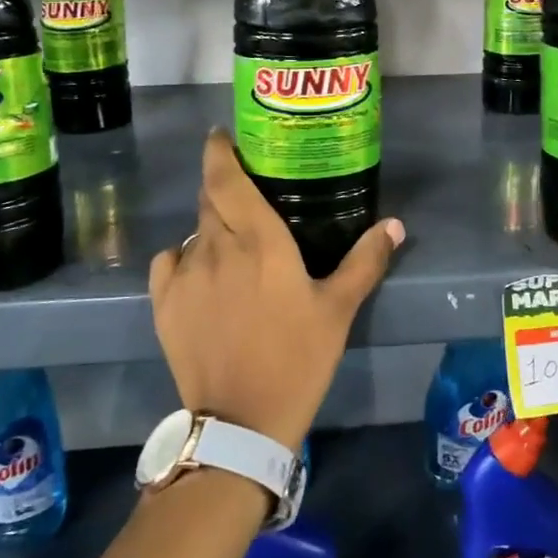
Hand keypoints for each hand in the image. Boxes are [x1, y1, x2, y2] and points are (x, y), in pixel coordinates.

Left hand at [149, 129, 405, 448]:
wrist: (241, 421)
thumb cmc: (296, 358)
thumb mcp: (338, 310)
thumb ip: (365, 261)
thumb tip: (394, 224)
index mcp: (258, 240)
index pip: (226, 178)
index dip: (220, 150)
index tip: (224, 135)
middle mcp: (215, 247)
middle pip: (210, 198)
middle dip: (224, 185)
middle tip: (247, 187)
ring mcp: (184, 275)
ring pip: (194, 230)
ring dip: (212, 226)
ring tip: (233, 241)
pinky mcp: (163, 303)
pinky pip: (170, 260)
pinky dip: (185, 255)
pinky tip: (203, 272)